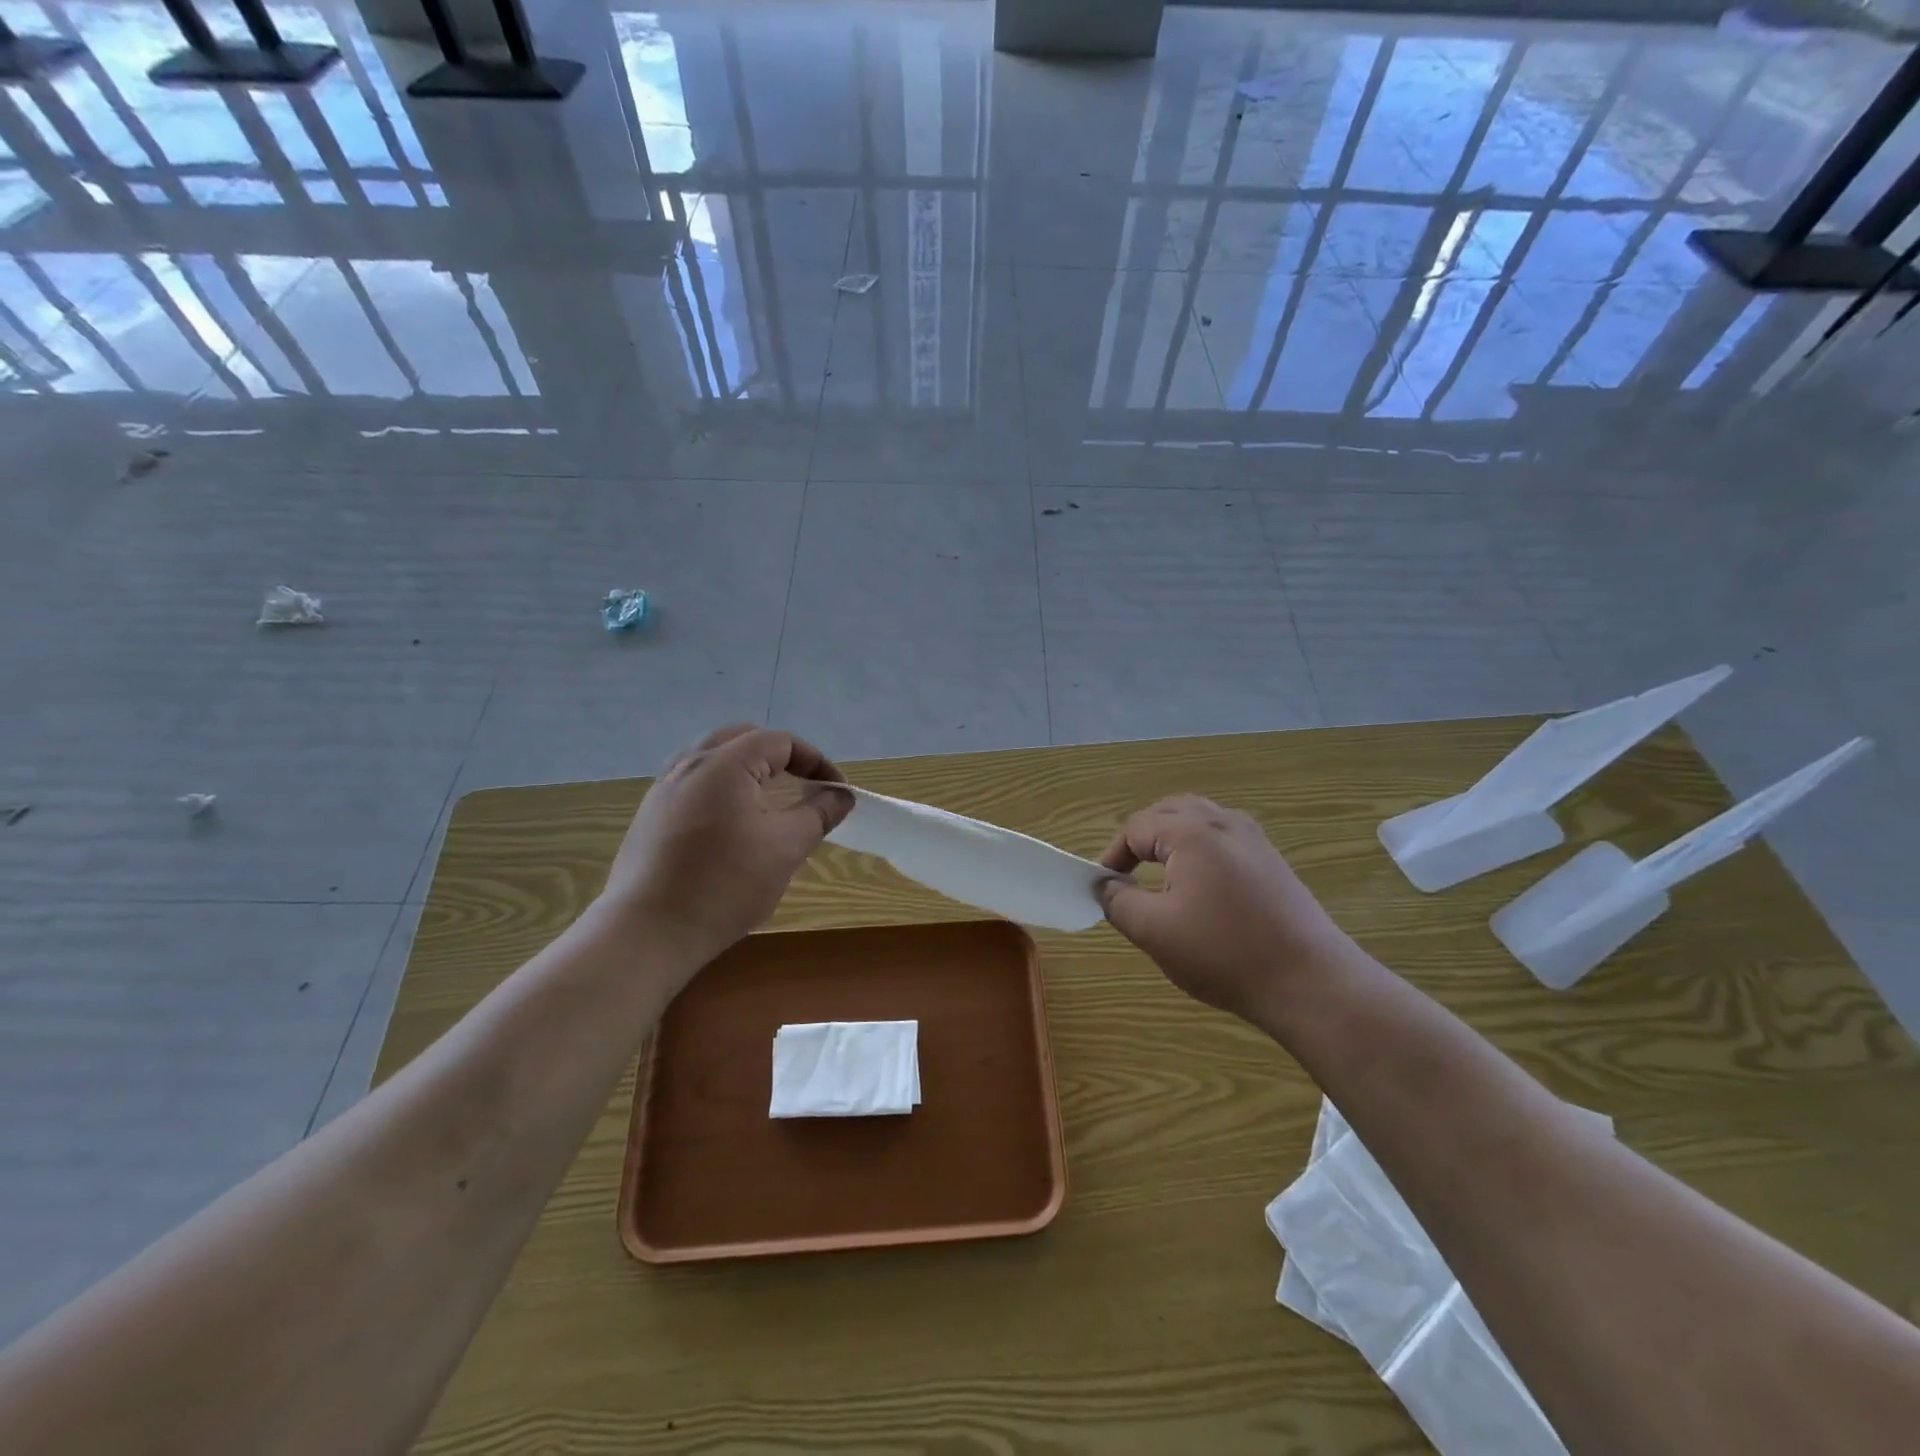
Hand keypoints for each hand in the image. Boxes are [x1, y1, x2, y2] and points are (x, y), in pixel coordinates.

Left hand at [599, 725, 852, 973]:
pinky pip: (693, 783)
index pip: (780, 741)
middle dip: (780, 756)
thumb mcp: (785, 848)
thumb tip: (841, 796)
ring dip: (748, 768)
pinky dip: (722, 788)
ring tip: (769, 799)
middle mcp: (689, 764)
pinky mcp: (649, 815)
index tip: (836, 793)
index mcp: (725, 763)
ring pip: (713, 758)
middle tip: (804, 785)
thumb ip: (818, 814)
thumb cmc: (725, 885)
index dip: (816, 761)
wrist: (648, 932)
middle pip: (743, 738)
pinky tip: (731, 825)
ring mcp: (663, 789)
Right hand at [1098, 796, 1360, 1027]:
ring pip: (1198, 820)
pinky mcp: (1272, 861)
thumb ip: (1119, 902)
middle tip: (1125, 874)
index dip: (1112, 855)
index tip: (1102, 888)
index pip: (1136, 827)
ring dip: (1170, 839)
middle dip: (1140, 839)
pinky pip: (1223, 838)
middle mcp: (1224, 822)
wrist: (1310, 982)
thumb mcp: (1155, 932)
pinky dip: (1199, 850)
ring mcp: (1254, 839)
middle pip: (1168, 812)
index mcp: (1192, 832)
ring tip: (1157, 874)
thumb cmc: (1224, 953)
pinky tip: (1199, 887)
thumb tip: (1105, 886)